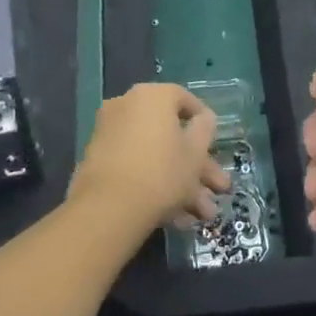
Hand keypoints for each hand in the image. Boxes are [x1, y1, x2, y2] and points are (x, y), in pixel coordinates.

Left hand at [70, 83, 229, 239]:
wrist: (108, 209)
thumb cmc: (162, 172)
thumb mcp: (195, 152)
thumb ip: (205, 129)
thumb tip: (203, 118)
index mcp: (153, 96)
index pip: (185, 99)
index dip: (204, 122)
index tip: (215, 142)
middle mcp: (127, 106)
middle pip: (171, 134)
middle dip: (198, 166)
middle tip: (217, 189)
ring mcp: (110, 134)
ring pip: (155, 154)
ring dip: (182, 183)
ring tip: (202, 216)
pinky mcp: (98, 161)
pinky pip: (135, 166)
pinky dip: (155, 185)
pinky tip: (176, 218)